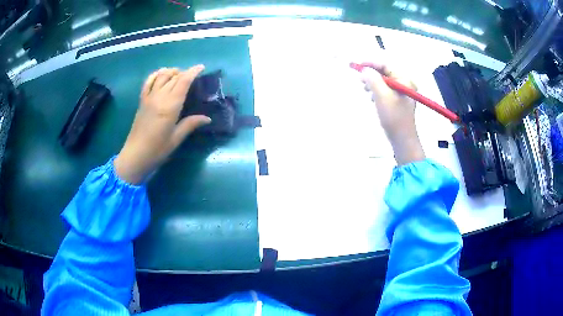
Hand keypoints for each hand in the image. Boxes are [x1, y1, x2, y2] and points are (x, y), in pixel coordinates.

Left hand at [114, 66, 210, 183]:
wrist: (135, 156)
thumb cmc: (157, 150)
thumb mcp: (176, 139)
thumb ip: (190, 124)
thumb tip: (207, 118)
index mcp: (170, 106)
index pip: (183, 82)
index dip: (193, 72)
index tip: (201, 67)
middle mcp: (159, 97)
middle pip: (173, 77)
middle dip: (184, 72)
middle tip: (192, 76)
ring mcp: (149, 97)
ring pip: (161, 75)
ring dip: (171, 71)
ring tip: (178, 74)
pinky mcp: (142, 101)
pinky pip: (148, 82)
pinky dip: (155, 74)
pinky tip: (161, 75)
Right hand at [361, 62, 424, 165]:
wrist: (402, 139)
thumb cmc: (394, 117)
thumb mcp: (382, 96)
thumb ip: (373, 80)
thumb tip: (364, 70)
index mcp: (404, 80)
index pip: (385, 66)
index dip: (371, 64)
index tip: (357, 66)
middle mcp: (404, 84)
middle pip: (384, 73)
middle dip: (371, 75)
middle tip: (360, 80)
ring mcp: (401, 93)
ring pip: (383, 82)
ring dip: (373, 84)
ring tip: (366, 90)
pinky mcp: (397, 101)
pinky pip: (385, 91)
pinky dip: (376, 92)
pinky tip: (372, 98)